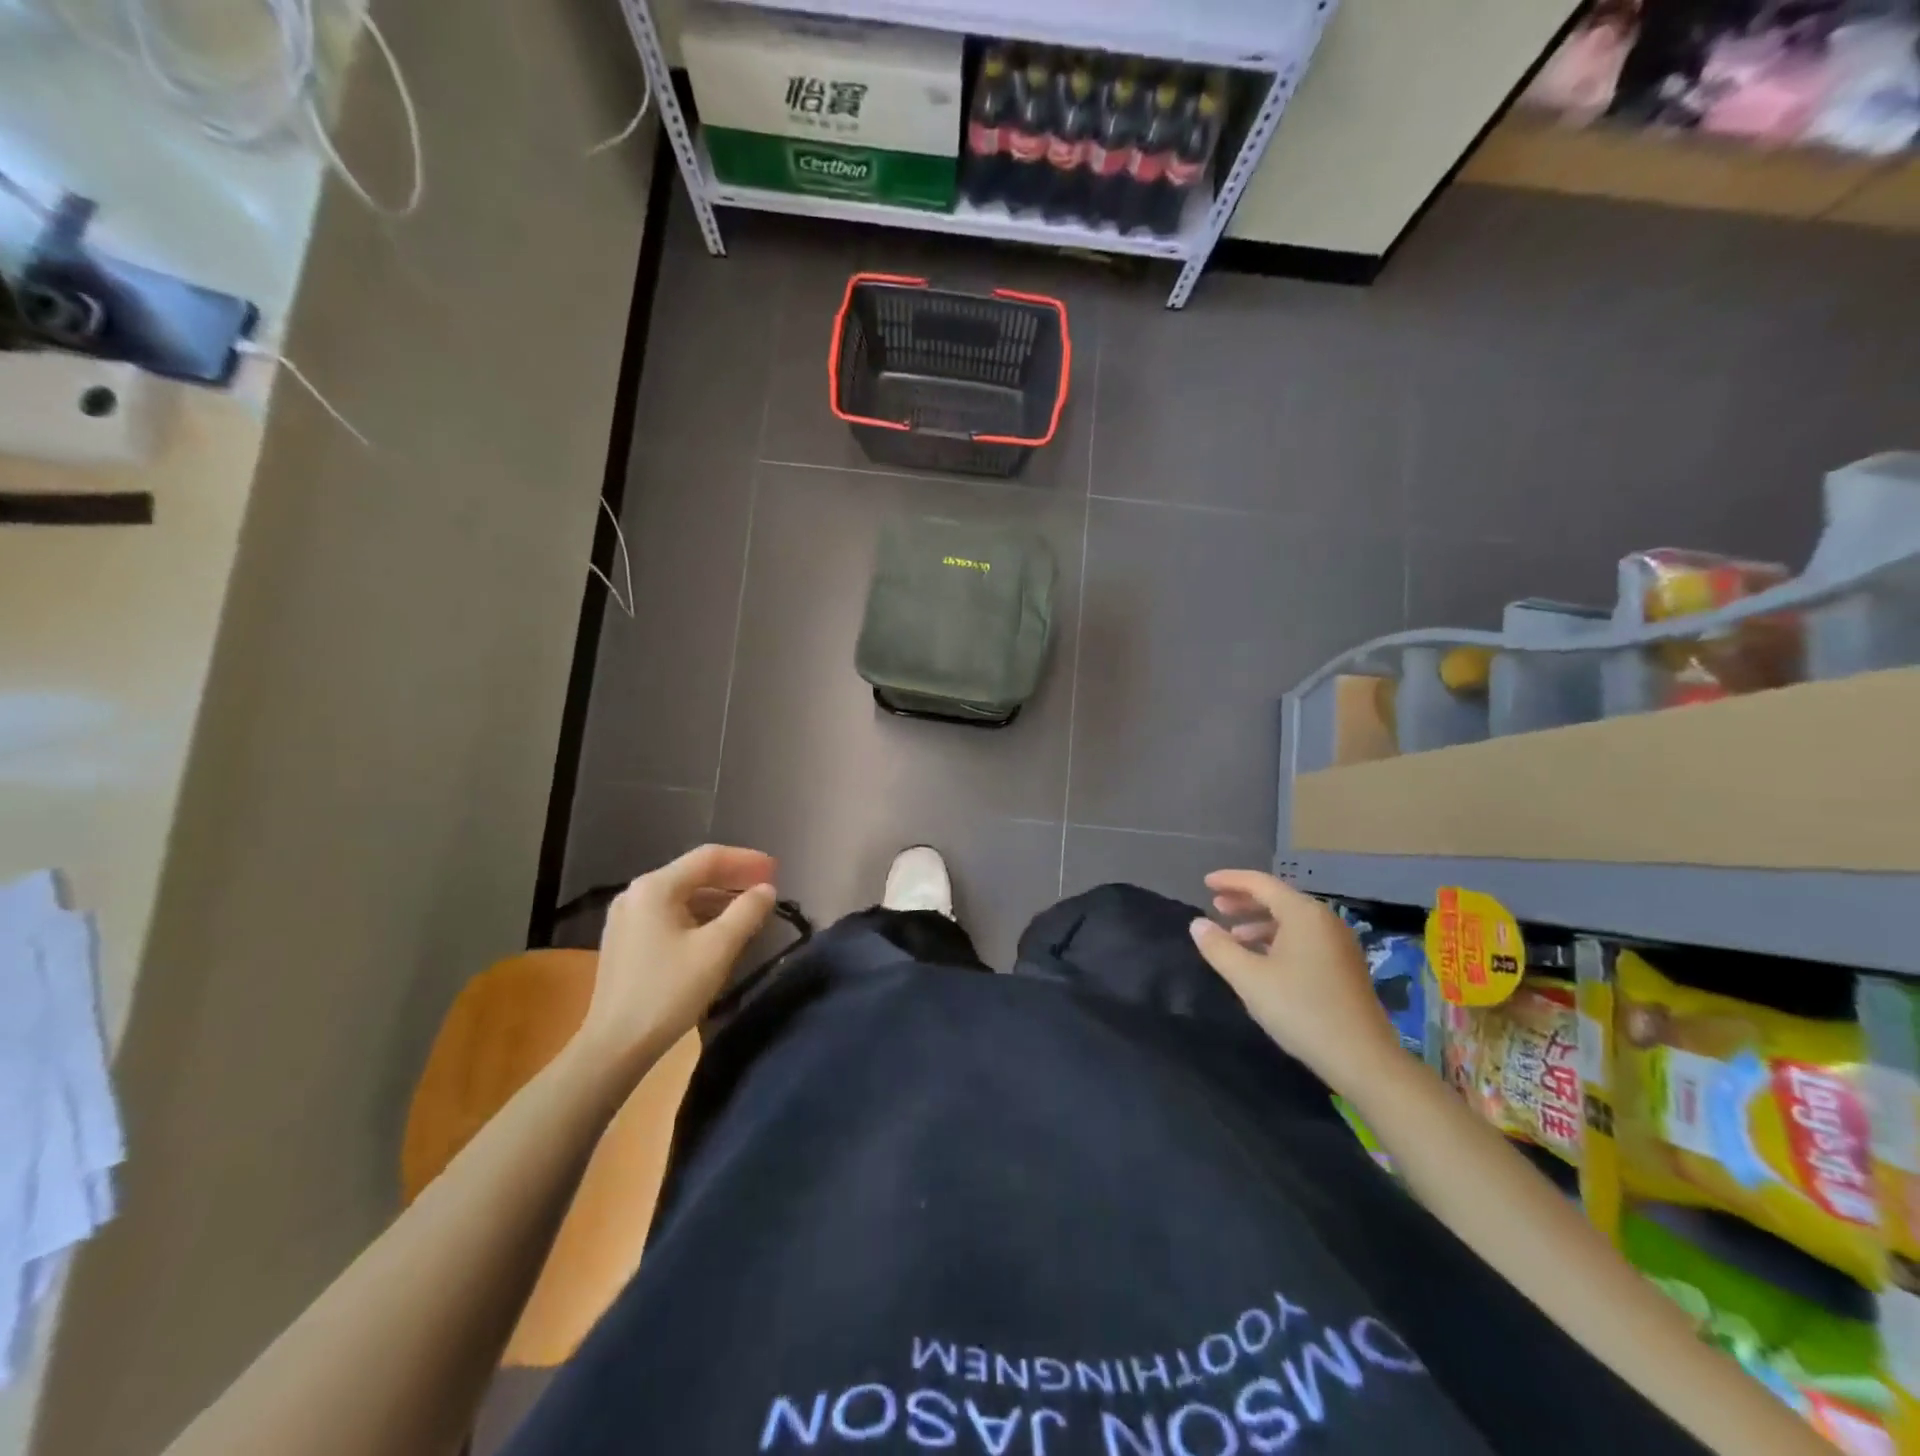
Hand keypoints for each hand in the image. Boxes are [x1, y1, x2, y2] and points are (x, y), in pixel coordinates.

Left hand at [576, 844, 777, 1077]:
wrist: (614, 1046)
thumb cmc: (668, 991)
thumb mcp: (717, 949)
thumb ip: (747, 912)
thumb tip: (767, 889)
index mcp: (656, 887)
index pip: (709, 858)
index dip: (746, 860)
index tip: (777, 869)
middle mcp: (636, 893)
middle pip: (694, 874)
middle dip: (733, 878)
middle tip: (768, 887)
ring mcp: (627, 917)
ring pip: (682, 895)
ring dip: (718, 898)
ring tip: (749, 909)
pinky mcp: (625, 940)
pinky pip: (670, 914)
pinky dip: (699, 915)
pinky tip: (718, 930)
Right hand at [1188, 869, 1401, 1093]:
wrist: (1362, 1059)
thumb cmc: (1301, 1010)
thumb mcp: (1249, 979)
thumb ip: (1219, 948)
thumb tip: (1198, 924)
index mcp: (1303, 914)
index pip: (1261, 883)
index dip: (1230, 880)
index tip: (1205, 882)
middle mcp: (1324, 920)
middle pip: (1278, 899)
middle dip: (1244, 900)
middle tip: (1215, 906)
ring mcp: (1339, 943)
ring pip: (1291, 920)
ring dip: (1259, 923)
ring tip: (1233, 936)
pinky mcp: (1345, 966)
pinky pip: (1304, 938)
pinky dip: (1278, 939)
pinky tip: (1262, 959)